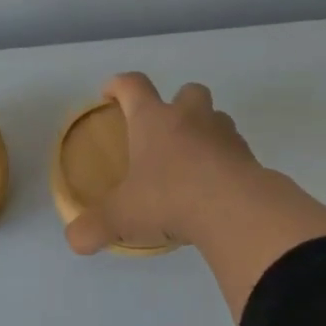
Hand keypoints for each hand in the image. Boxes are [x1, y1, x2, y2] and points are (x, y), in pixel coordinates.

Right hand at [64, 73, 262, 254]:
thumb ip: (93, 227)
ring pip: (216, 119)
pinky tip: (214, 188)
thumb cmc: (169, 199)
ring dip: (204, 131)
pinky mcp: (250, 158)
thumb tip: (75, 239)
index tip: (110, 93)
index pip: (133, 86)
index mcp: (153, 120)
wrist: (235, 210)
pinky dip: (224, 162)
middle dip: (176, 103)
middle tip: (164, 131)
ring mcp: (225, 135)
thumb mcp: (121, 217)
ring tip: (191, 162)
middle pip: (187, 91)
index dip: (118, 85)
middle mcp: (190, 118)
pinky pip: (235, 151)